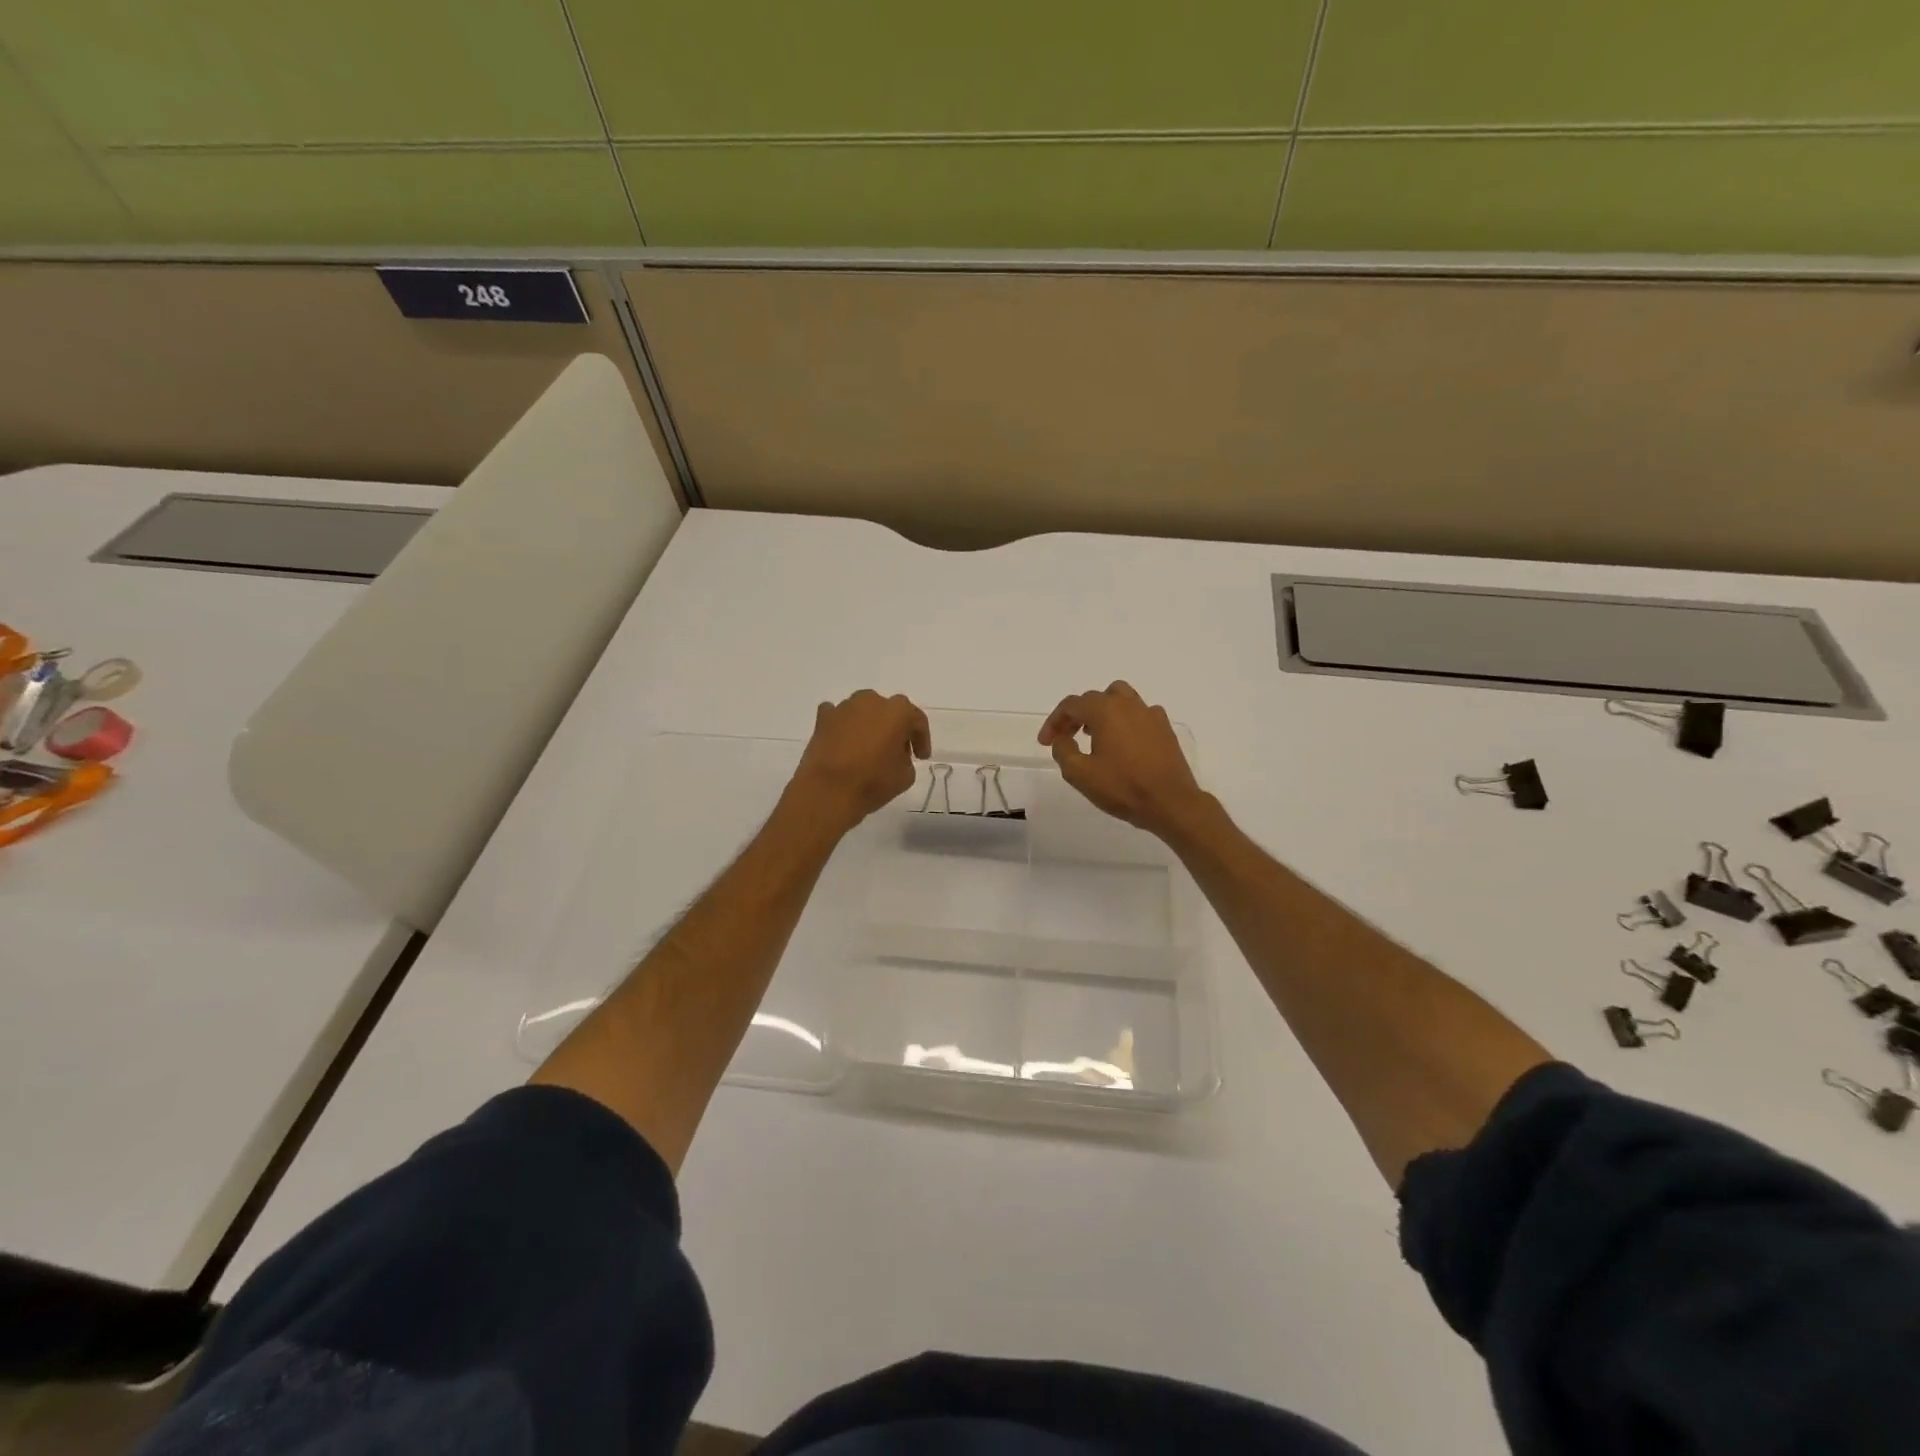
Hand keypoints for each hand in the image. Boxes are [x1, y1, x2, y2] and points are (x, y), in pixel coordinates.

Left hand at [789, 690, 931, 833]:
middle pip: (890, 710)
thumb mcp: (905, 776)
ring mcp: (844, 707)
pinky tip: (845, 741)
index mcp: (898, 711)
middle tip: (897, 749)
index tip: (921, 757)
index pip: (917, 721)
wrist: (828, 791)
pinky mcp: (822, 718)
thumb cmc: (872, 782)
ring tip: (869, 747)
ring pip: (864, 710)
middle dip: (895, 727)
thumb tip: (895, 753)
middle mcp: (871, 701)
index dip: (922, 739)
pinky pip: (838, 716)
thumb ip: (906, 758)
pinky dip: (843, 726)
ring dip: (870, 724)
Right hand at [1038, 681, 1207, 840]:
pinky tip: (1123, 743)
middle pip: (1095, 698)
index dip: (1054, 721)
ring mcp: (1150, 714)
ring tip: (1094, 734)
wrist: (1171, 803)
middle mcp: (1128, 704)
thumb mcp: (1080, 774)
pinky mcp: (1165, 728)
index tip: (1046, 742)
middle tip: (1066, 738)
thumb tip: (1062, 739)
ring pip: (1120, 699)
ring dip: (1102, 712)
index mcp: (1105, 710)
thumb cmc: (1123, 787)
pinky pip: (1139, 714)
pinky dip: (1125, 721)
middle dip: (1076, 715)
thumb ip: (1063, 751)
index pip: (1071, 705)